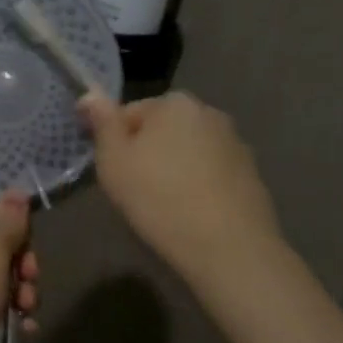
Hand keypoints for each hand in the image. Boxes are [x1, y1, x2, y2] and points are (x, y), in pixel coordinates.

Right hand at [78, 91, 284, 277]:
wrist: (229, 249)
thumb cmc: (160, 199)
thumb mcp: (113, 160)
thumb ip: (102, 122)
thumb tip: (90, 93)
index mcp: (174, 103)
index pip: (129, 113)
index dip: (115, 143)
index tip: (114, 173)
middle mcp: (209, 113)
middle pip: (161, 129)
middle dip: (147, 152)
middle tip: (135, 190)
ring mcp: (236, 143)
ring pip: (188, 151)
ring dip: (174, 168)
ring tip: (165, 205)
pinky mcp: (252, 174)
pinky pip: (211, 173)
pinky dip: (199, 185)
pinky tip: (192, 214)